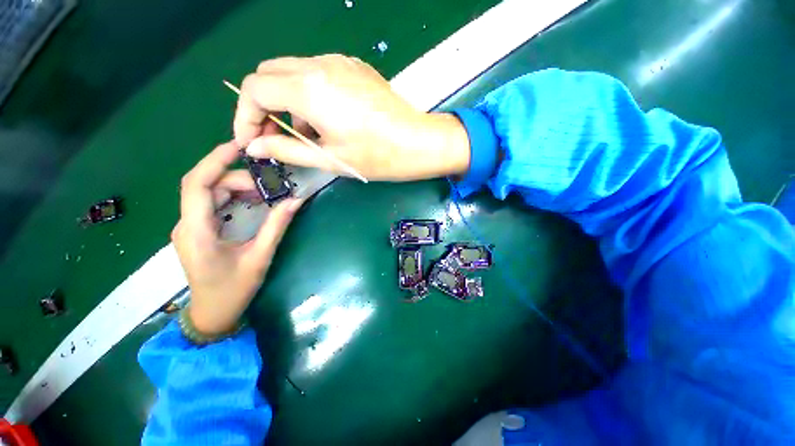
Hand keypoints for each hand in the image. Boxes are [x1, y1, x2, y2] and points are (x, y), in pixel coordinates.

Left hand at [172, 142, 302, 334]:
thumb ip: (277, 226)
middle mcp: (187, 224)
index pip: (196, 184)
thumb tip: (296, 200)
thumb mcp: (260, 256)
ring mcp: (190, 226)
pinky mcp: (198, 229)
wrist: (213, 314)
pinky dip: (234, 197)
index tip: (239, 146)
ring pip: (210, 193)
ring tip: (266, 193)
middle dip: (237, 178)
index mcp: (196, 231)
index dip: (215, 160)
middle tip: (269, 185)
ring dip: (237, 187)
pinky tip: (254, 202)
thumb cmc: (234, 289)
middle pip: (206, 185)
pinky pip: (213, 204)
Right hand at [233, 54, 470, 180]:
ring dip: (287, 101)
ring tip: (305, 134)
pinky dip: (308, 94)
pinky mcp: (354, 67)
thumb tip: (255, 146)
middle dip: (263, 105)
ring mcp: (339, 62)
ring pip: (293, 72)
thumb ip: (286, 150)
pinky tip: (325, 119)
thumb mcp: (329, 158)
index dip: (244, 116)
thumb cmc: (376, 156)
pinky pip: (317, 74)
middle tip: (273, 136)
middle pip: (269, 74)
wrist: (417, 143)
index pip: (254, 89)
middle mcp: (319, 65)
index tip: (251, 140)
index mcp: (308, 89)